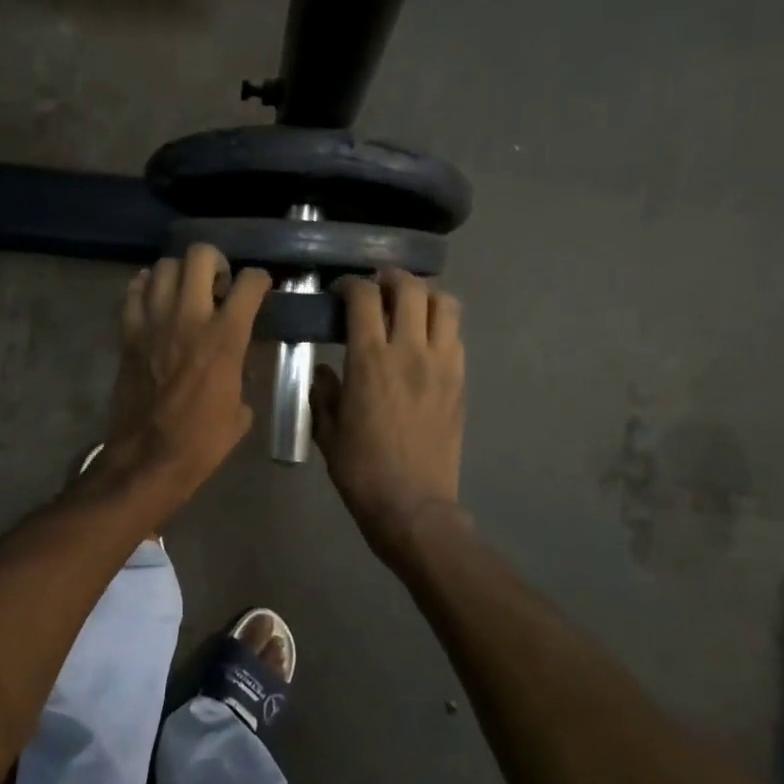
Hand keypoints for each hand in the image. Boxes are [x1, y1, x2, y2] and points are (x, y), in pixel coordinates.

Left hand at [102, 244, 271, 504]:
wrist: (147, 459)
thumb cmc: (202, 442)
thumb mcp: (240, 410)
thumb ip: (241, 373)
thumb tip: (237, 362)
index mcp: (225, 337)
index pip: (250, 282)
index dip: (260, 279)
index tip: (259, 289)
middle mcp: (189, 317)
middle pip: (200, 256)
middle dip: (215, 261)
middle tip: (218, 283)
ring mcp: (153, 322)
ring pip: (164, 266)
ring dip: (180, 272)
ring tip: (186, 291)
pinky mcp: (127, 333)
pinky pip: (134, 291)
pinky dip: (146, 287)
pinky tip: (156, 301)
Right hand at [313, 269, 466, 559]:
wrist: (413, 505)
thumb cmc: (361, 470)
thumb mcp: (327, 430)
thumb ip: (323, 392)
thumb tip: (325, 371)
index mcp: (370, 360)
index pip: (364, 297)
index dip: (350, 284)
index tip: (340, 290)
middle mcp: (410, 352)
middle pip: (411, 289)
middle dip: (391, 278)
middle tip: (377, 288)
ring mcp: (442, 364)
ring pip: (445, 304)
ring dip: (425, 295)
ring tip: (407, 305)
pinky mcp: (460, 381)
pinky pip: (455, 335)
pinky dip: (440, 324)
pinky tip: (423, 339)